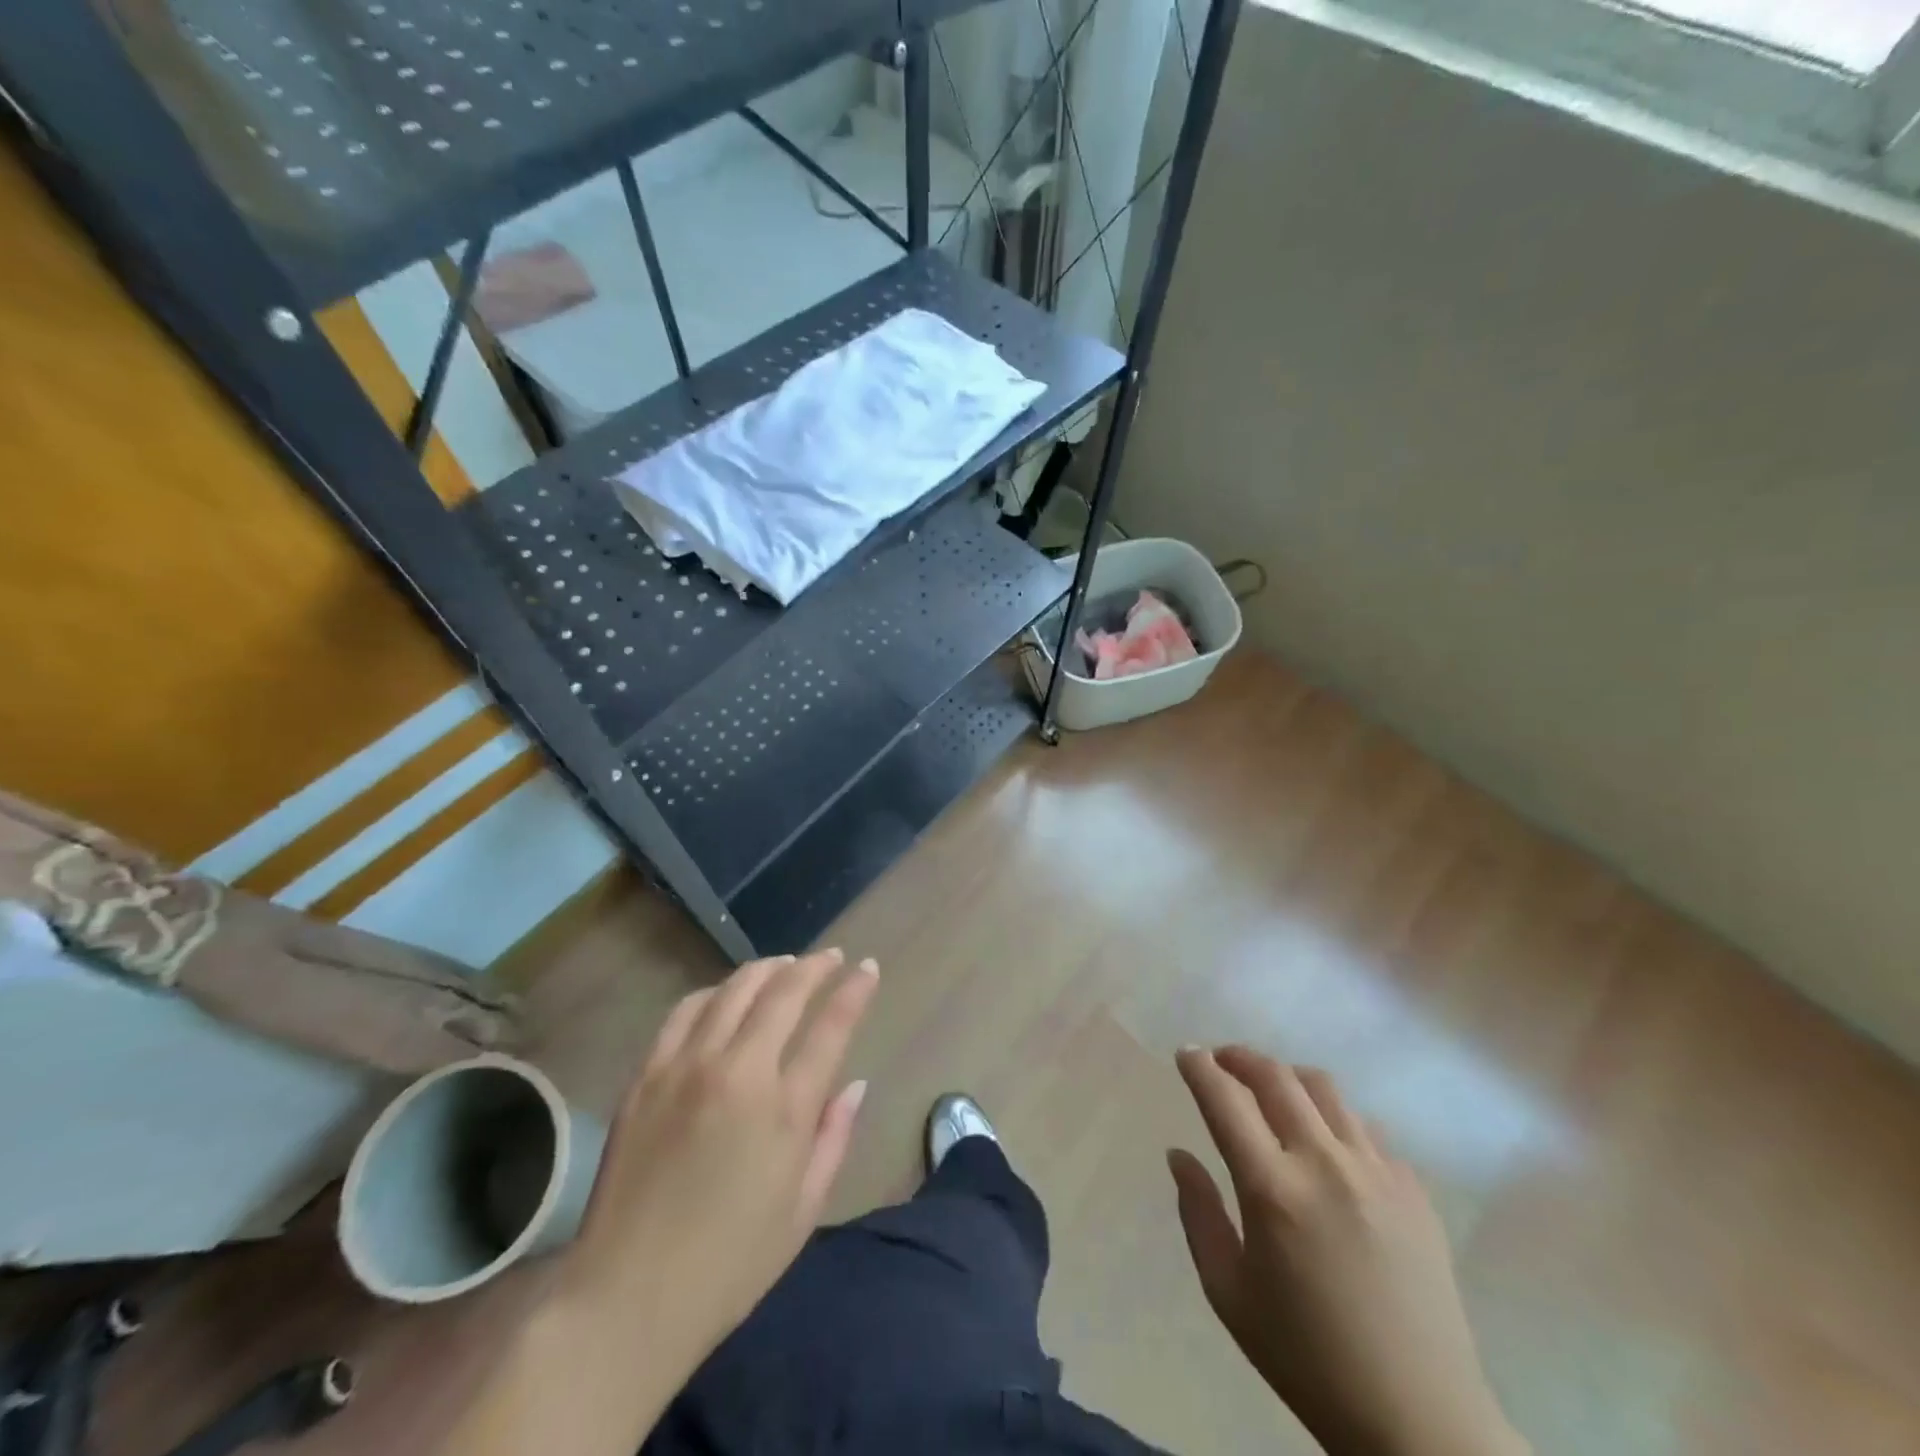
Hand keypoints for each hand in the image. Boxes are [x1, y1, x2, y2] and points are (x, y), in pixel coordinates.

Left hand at [563, 949, 878, 1376]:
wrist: (625, 1301)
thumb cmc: (729, 1265)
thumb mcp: (803, 1210)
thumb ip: (833, 1137)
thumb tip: (855, 1084)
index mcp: (784, 1109)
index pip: (830, 1027)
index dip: (854, 991)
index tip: (867, 968)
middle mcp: (737, 1072)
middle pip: (783, 992)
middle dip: (815, 967)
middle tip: (831, 958)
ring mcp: (686, 1068)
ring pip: (733, 990)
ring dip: (766, 969)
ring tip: (784, 965)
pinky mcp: (646, 1075)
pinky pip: (684, 1011)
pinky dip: (713, 992)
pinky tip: (724, 995)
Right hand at [1170, 1048, 1526, 1455]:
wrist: (1418, 1419)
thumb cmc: (1307, 1358)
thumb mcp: (1228, 1293)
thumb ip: (1197, 1213)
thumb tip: (1179, 1154)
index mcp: (1273, 1189)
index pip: (1225, 1099)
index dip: (1199, 1067)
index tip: (1185, 1054)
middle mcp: (1325, 1163)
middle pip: (1275, 1076)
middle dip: (1239, 1057)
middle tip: (1221, 1062)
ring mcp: (1376, 1171)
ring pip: (1323, 1088)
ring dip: (1286, 1077)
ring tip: (1270, 1092)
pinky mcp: (1413, 1189)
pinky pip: (1364, 1127)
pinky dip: (1332, 1118)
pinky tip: (1325, 1144)